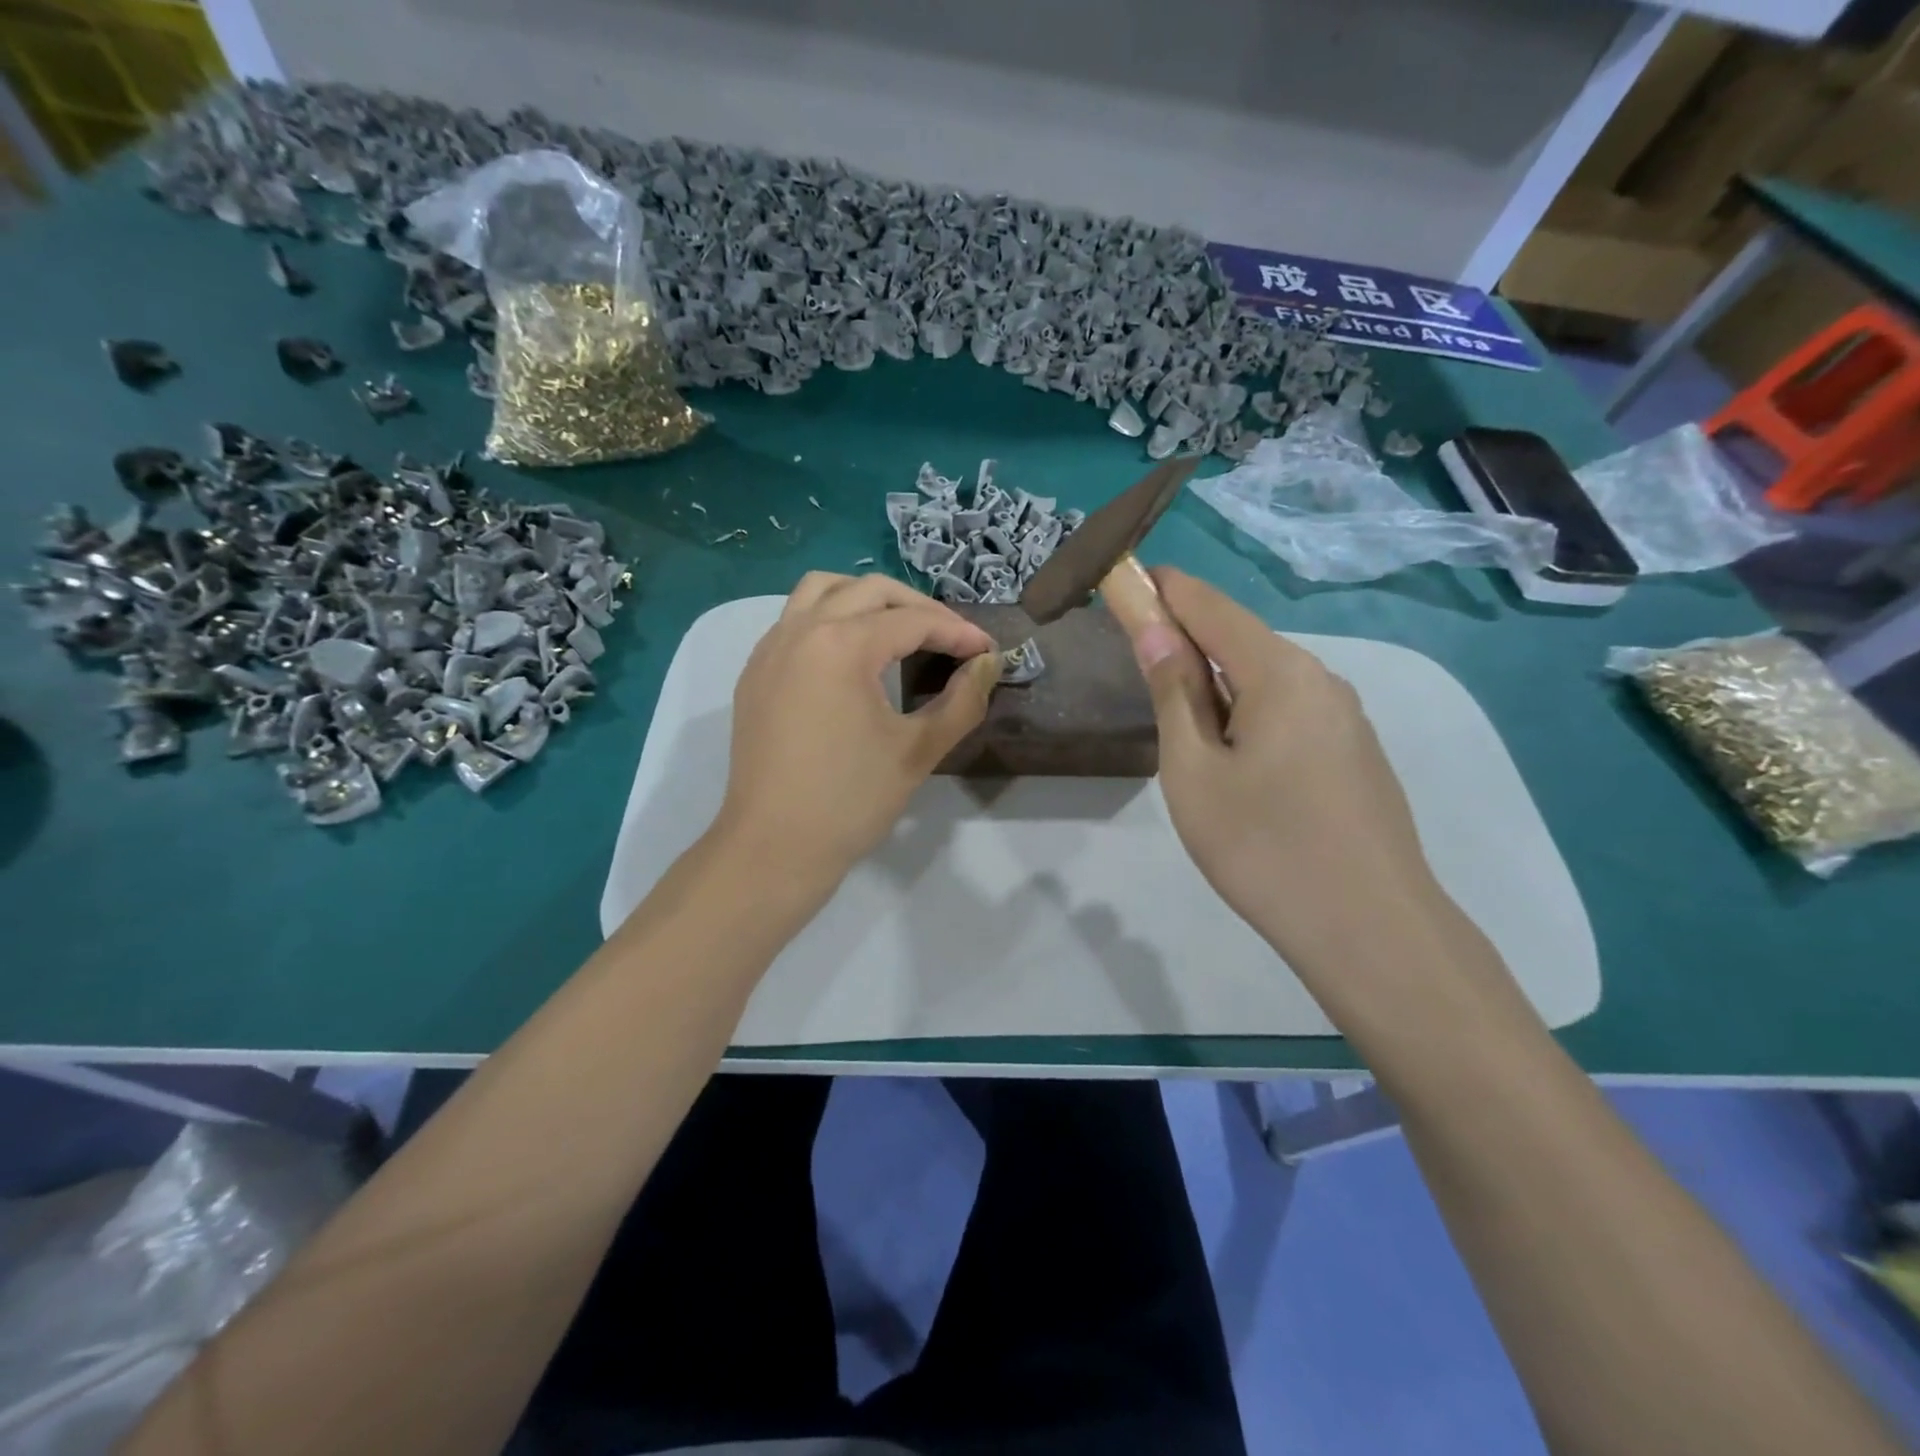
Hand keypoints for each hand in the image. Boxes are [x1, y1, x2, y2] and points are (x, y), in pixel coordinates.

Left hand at [713, 573, 1000, 894]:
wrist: (773, 848)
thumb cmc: (849, 801)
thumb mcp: (917, 751)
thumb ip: (962, 701)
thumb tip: (987, 664)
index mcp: (840, 646)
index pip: (912, 621)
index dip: (957, 632)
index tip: (988, 651)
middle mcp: (800, 631)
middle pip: (868, 591)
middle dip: (917, 607)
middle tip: (951, 638)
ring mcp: (769, 649)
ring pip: (821, 591)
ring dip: (866, 599)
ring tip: (898, 630)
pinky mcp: (755, 673)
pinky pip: (794, 620)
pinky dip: (829, 618)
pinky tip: (850, 656)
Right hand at [1125, 568, 1441, 965]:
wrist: (1370, 930)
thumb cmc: (1263, 847)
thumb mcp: (1194, 771)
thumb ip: (1174, 694)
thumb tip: (1155, 630)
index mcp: (1280, 672)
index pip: (1209, 605)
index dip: (1162, 589)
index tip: (1122, 581)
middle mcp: (1321, 679)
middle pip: (1240, 640)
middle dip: (1187, 642)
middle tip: (1140, 671)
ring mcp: (1346, 718)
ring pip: (1266, 681)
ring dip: (1217, 685)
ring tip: (1185, 736)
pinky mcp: (1355, 753)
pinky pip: (1290, 713)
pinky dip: (1248, 714)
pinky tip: (1237, 764)